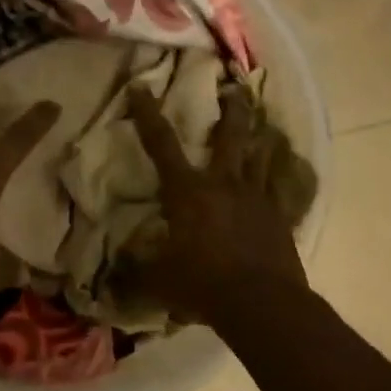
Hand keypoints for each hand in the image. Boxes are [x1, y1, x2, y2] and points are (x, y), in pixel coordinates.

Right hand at [129, 83, 308, 323]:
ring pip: (260, 156)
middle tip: (234, 88)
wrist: (262, 303)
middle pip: (230, 136)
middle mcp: (224, 184)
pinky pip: (278, 189)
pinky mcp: (280, 217)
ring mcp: (257, 198)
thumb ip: (135, 272)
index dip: (147, 114)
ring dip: (259, 137)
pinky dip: (276, 178)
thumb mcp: (158, 281)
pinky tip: (279, 176)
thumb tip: (111, 274)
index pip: (161, 145)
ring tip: (261, 124)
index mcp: (188, 191)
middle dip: (230, 109)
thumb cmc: (203, 284)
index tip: (140, 87)